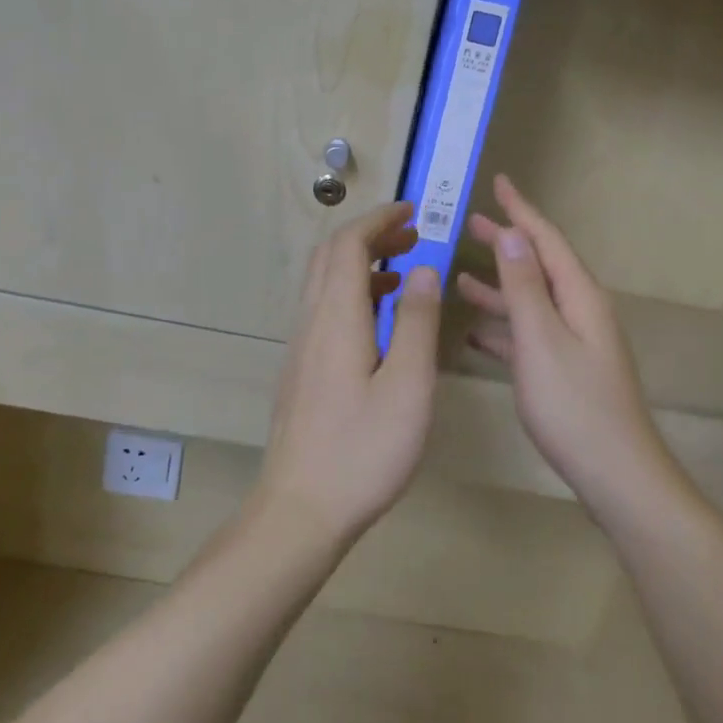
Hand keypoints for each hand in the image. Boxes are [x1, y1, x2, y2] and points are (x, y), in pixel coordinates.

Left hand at [256, 201, 441, 542]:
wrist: (300, 509)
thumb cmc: (363, 450)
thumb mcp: (408, 386)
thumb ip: (416, 321)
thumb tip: (423, 268)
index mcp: (336, 318)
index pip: (349, 245)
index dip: (379, 220)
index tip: (412, 212)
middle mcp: (311, 322)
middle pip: (330, 256)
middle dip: (369, 235)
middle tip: (411, 236)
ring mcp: (300, 347)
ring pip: (323, 282)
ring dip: (360, 264)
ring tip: (402, 272)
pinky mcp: (300, 370)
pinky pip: (322, 310)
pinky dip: (351, 293)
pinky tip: (378, 322)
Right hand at [460, 175, 685, 520]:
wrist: (617, 474)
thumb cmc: (575, 406)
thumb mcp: (542, 340)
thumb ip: (524, 288)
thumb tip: (511, 235)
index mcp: (579, 296)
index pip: (545, 240)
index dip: (521, 211)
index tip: (499, 182)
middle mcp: (580, 311)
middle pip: (538, 266)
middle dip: (506, 243)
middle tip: (470, 223)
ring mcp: (574, 342)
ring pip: (531, 302)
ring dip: (498, 287)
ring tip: (461, 276)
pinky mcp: (565, 370)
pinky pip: (530, 336)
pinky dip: (503, 328)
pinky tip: (476, 334)